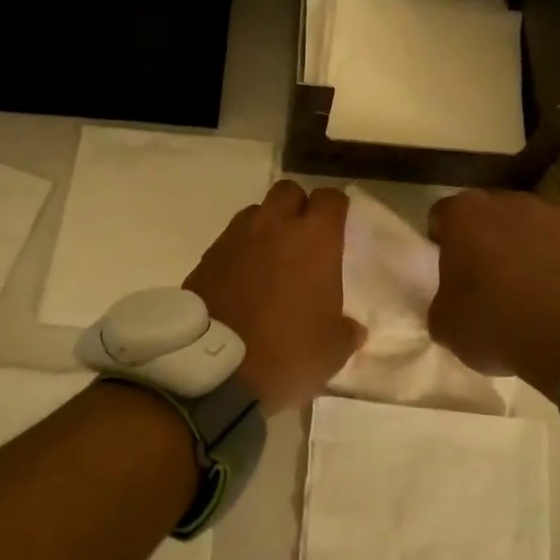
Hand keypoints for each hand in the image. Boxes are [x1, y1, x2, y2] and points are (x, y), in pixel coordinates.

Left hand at [184, 180, 363, 412]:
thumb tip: (352, 328)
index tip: (337, 227)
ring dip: (266, 226)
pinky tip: (242, 278)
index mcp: (314, 239)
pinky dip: (240, 250)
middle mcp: (275, 226)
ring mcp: (236, 237)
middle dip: (297, 207)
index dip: (335, 209)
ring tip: (270, 258)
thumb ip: (346, 331)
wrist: (214, 368)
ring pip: (256, 212)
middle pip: (288, 191)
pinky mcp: (207, 255)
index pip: (330, 198)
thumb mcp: (332, 351)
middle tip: (302, 238)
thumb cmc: (287, 352)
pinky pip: (230, 239)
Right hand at [428, 189, 559, 398]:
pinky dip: (550, 261)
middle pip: (484, 216)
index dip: (440, 241)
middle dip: (480, 239)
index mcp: (464, 214)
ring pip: (522, 227)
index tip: (447, 269)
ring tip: (521, 287)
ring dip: (517, 248)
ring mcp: (550, 215)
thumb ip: (440, 302)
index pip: (441, 215)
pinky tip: (551, 294)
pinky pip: (555, 244)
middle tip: (481, 277)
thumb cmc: (497, 322)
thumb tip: (450, 302)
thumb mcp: (445, 324)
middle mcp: (506, 202)